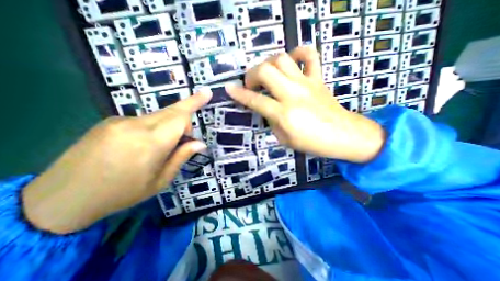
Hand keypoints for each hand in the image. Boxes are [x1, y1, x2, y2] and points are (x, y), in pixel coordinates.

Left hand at [22, 91, 209, 233]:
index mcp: (151, 143)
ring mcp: (120, 121)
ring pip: (158, 115)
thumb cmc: (122, 193)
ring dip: (169, 126)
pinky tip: (144, 145)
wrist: (62, 198)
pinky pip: (143, 120)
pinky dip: (154, 128)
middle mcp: (136, 126)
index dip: (194, 104)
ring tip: (163, 148)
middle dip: (186, 114)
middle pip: (171, 111)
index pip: (180, 116)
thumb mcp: (160, 180)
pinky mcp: (110, 121)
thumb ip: (181, 157)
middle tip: (189, 133)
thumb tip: (200, 143)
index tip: (206, 94)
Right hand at [227, 46, 385, 161]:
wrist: (343, 135)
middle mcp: (293, 94)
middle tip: (252, 84)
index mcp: (284, 114)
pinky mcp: (318, 78)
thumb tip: (266, 109)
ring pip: (282, 59)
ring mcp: (307, 83)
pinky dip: (298, 52)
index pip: (255, 100)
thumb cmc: (312, 143)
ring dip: (268, 64)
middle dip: (252, 74)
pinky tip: (292, 61)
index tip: (229, 88)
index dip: (239, 94)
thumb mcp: (284, 139)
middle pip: (266, 71)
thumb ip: (272, 122)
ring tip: (267, 75)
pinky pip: (310, 55)